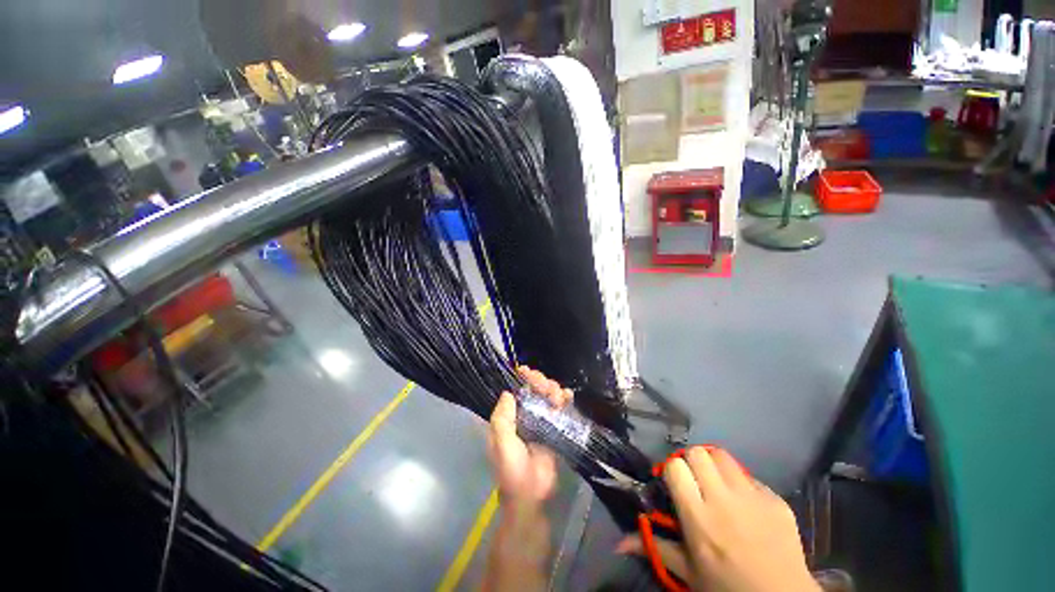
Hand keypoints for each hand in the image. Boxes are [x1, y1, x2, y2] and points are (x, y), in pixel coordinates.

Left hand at [487, 366, 572, 503]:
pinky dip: (564, 399)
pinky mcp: (555, 428)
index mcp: (509, 417)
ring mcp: (541, 421)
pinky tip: (568, 396)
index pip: (515, 390)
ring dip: (554, 389)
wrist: (532, 495)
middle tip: (548, 388)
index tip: (527, 371)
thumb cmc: (512, 469)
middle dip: (541, 382)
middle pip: (534, 389)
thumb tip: (508, 392)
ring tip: (558, 397)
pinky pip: (560, 408)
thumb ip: (502, 418)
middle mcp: (524, 415)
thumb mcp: (501, 443)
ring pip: (548, 396)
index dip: (521, 379)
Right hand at [618, 446, 818, 591]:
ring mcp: (753, 497)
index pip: (675, 467)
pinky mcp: (776, 499)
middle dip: (690, 461)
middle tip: (694, 480)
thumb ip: (655, 548)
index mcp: (698, 518)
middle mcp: (723, 500)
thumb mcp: (688, 573)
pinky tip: (745, 504)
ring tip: (715, 483)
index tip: (674, 483)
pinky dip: (742, 484)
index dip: (671, 470)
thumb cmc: (727, 588)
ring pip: (723, 456)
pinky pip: (750, 477)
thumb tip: (618, 542)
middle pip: (697, 453)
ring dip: (714, 464)